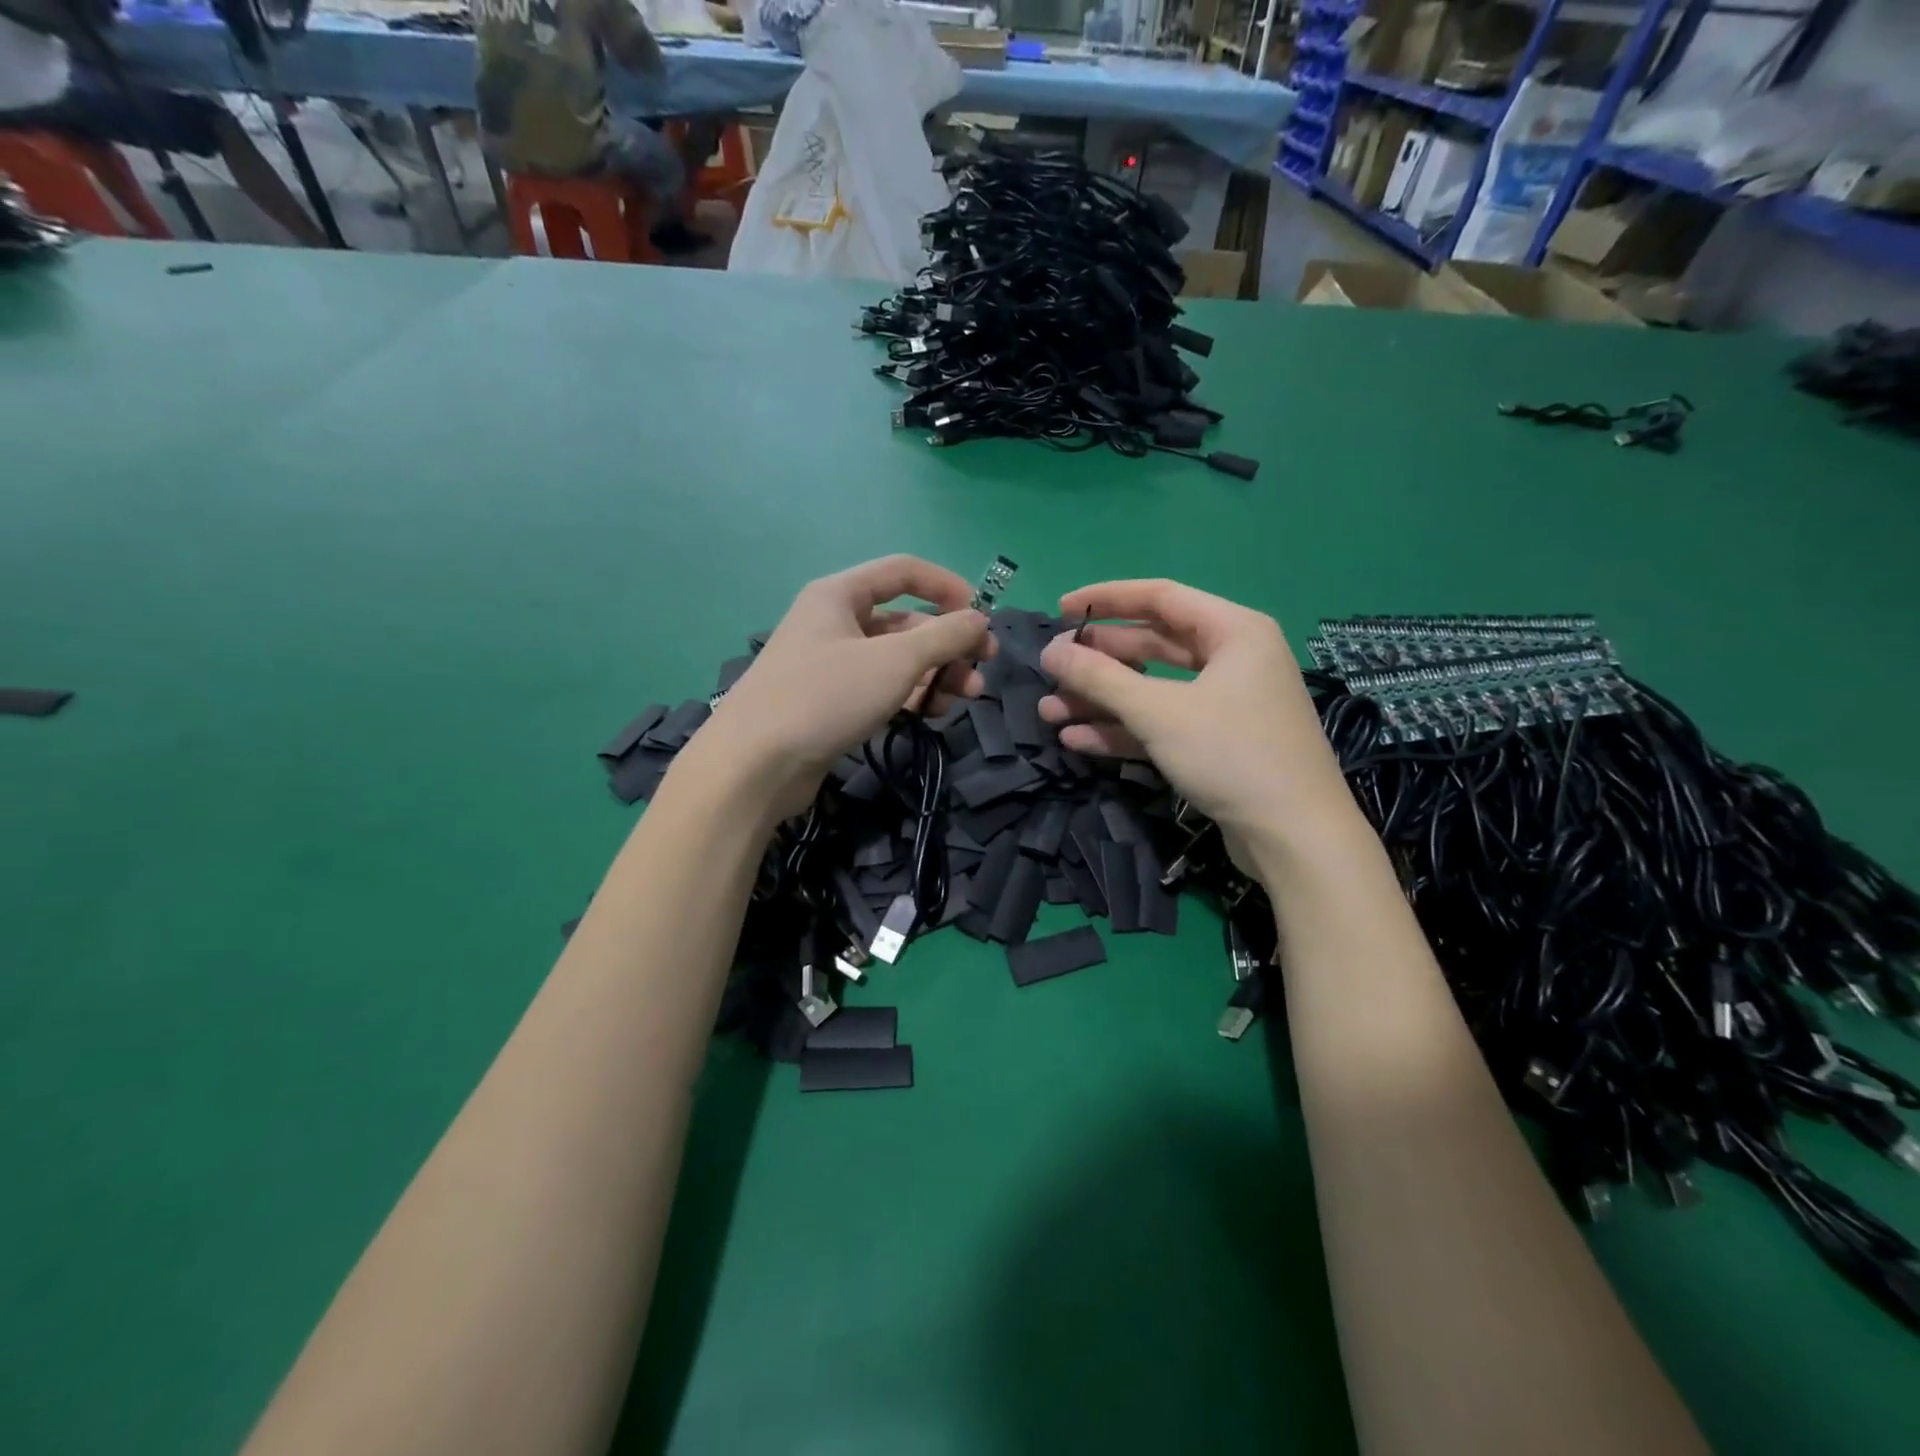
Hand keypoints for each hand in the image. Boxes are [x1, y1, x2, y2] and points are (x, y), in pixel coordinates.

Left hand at [697, 556, 992, 818]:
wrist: (757, 764)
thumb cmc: (826, 696)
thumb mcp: (896, 661)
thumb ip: (944, 636)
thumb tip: (979, 620)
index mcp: (840, 594)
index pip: (904, 571)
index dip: (948, 587)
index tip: (982, 617)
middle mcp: (834, 622)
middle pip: (905, 621)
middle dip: (947, 644)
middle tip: (982, 670)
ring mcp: (830, 664)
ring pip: (895, 659)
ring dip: (934, 674)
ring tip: (964, 699)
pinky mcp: (830, 702)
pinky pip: (880, 687)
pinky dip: (908, 695)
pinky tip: (931, 713)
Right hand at [1037, 579, 1355, 870]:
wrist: (1295, 837)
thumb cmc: (1231, 754)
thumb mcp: (1159, 712)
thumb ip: (1101, 679)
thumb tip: (1050, 653)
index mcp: (1233, 631)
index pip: (1160, 597)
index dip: (1106, 600)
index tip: (1061, 610)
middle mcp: (1232, 659)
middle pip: (1152, 645)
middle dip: (1098, 661)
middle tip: (1051, 670)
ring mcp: (1225, 704)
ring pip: (1152, 690)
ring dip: (1102, 701)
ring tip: (1049, 712)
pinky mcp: (1216, 743)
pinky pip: (1162, 724)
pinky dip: (1123, 730)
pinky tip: (1077, 740)